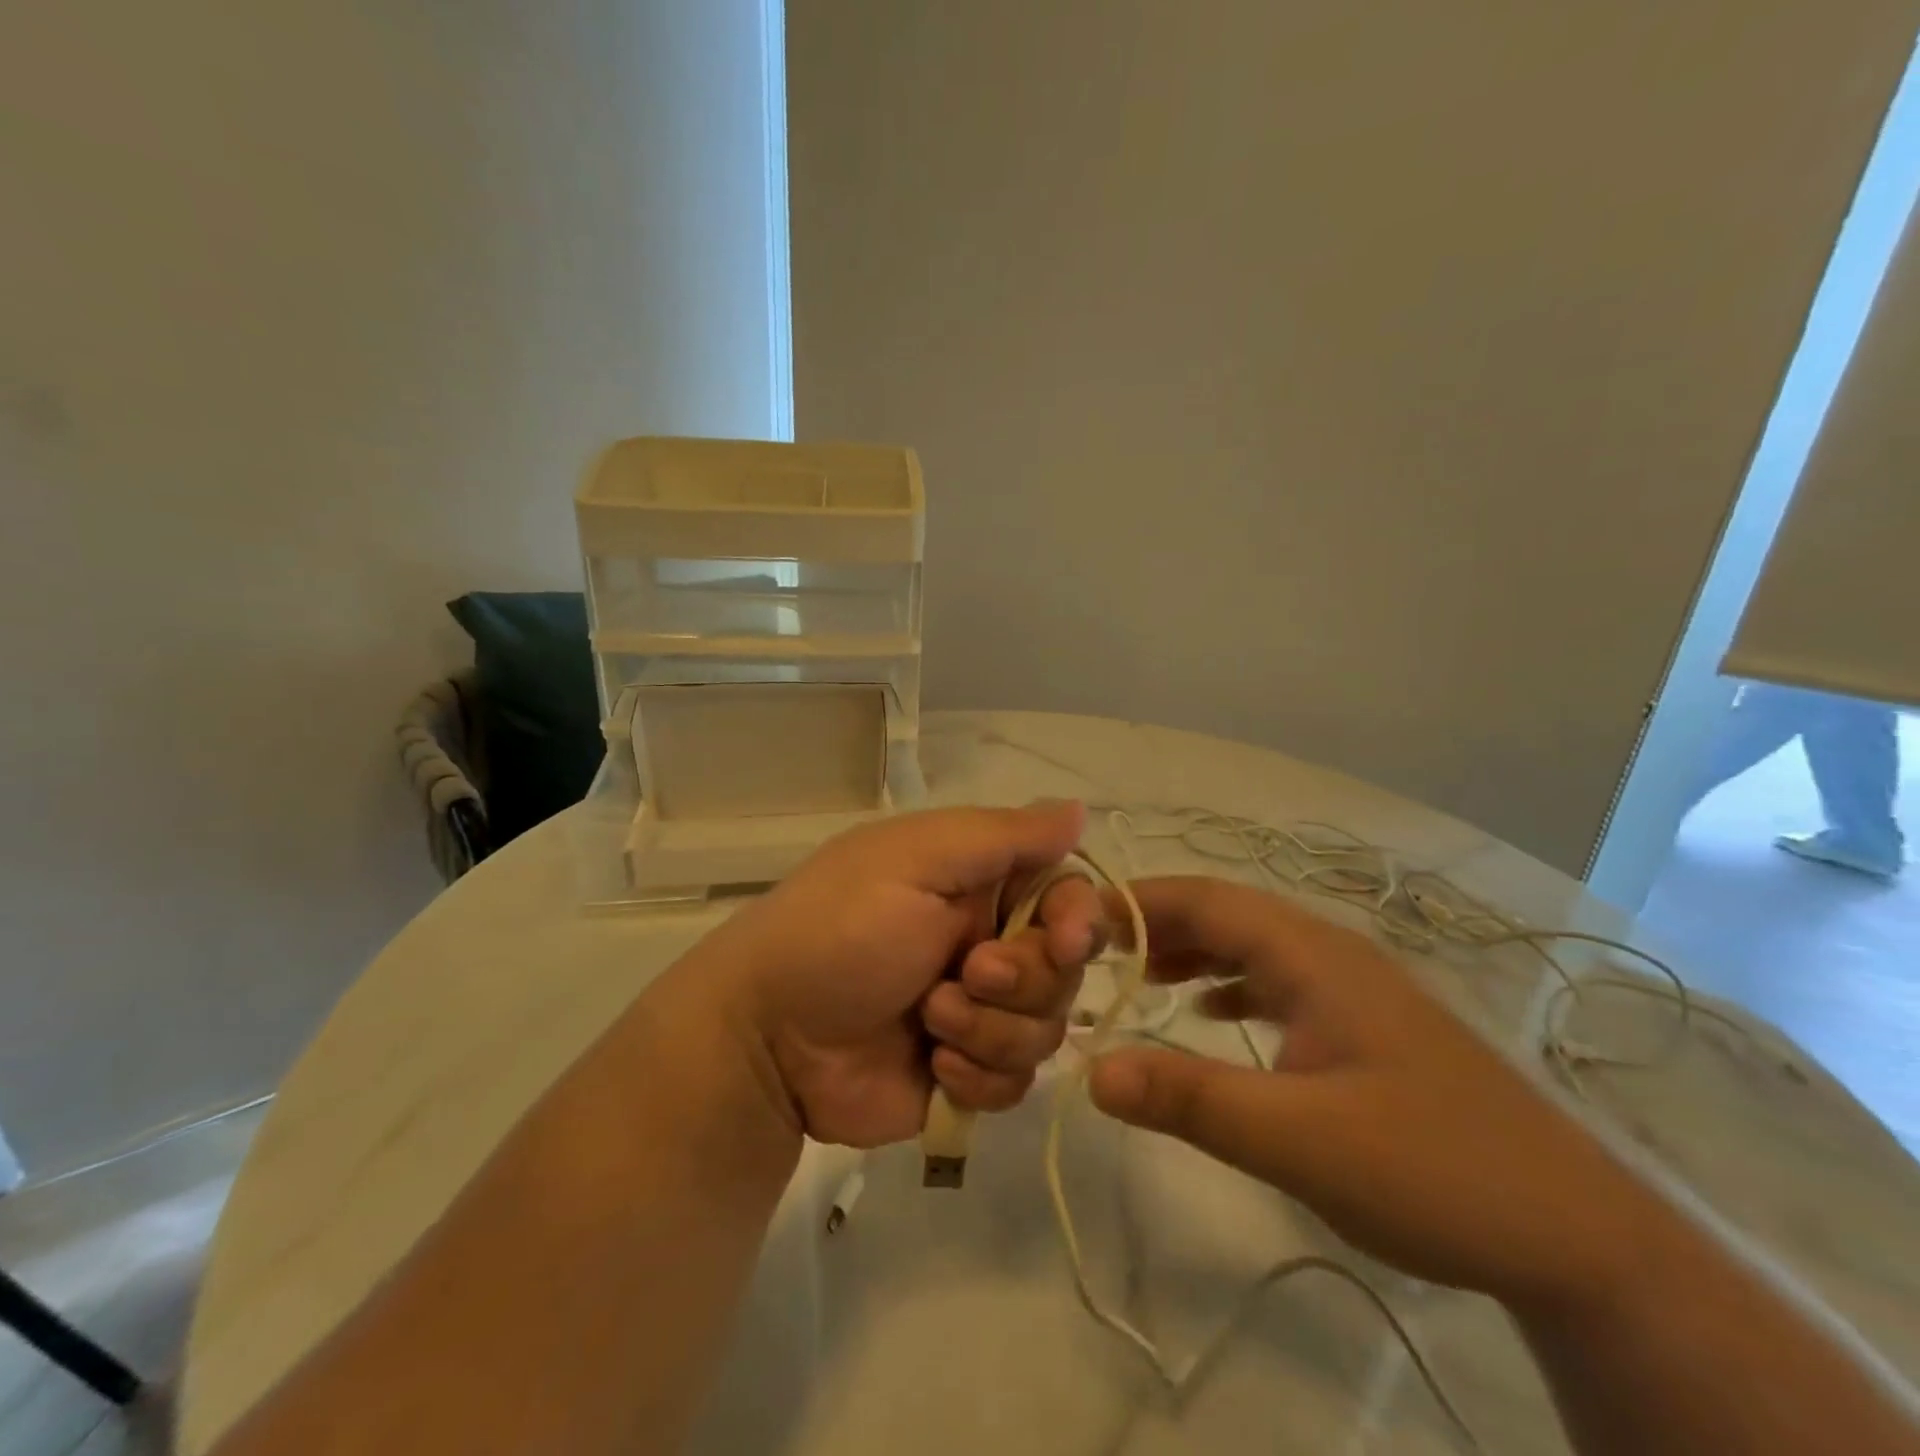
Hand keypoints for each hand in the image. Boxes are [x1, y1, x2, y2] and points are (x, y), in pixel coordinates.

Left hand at [693, 802, 1106, 1147]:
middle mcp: (987, 941)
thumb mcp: (915, 861)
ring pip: (1046, 1029)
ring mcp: (979, 1012)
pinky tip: (931, 1065)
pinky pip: (1016, 1083)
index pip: (1067, 893)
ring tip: (929, 1019)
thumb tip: (1079, 809)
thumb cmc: (840, 930)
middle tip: (967, 974)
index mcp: (977, 884)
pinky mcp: (966, 1073)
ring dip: (990, 1029)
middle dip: (1022, 979)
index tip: (1065, 941)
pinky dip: (977, 1076)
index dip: (1080, 919)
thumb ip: (1003, 836)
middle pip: (1064, 969)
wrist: (768, 1037)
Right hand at [1087, 877, 1662, 1311]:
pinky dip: (1228, 983)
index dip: (1135, 902)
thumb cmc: (1431, 1168)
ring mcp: (1351, 985)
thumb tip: (1091, 1069)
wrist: (1577, 1234)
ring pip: (1250, 944)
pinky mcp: (1363, 1022)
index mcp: (1310, 953)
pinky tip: (1207, 1013)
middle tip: (1091, 953)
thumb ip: (1188, 1098)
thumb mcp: (1296, 1139)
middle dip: (1154, 924)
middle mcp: (1328, 951)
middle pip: (1223, 913)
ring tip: (1134, 977)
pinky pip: (1276, 979)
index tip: (1074, 922)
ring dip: (1189, 951)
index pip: (1203, 898)